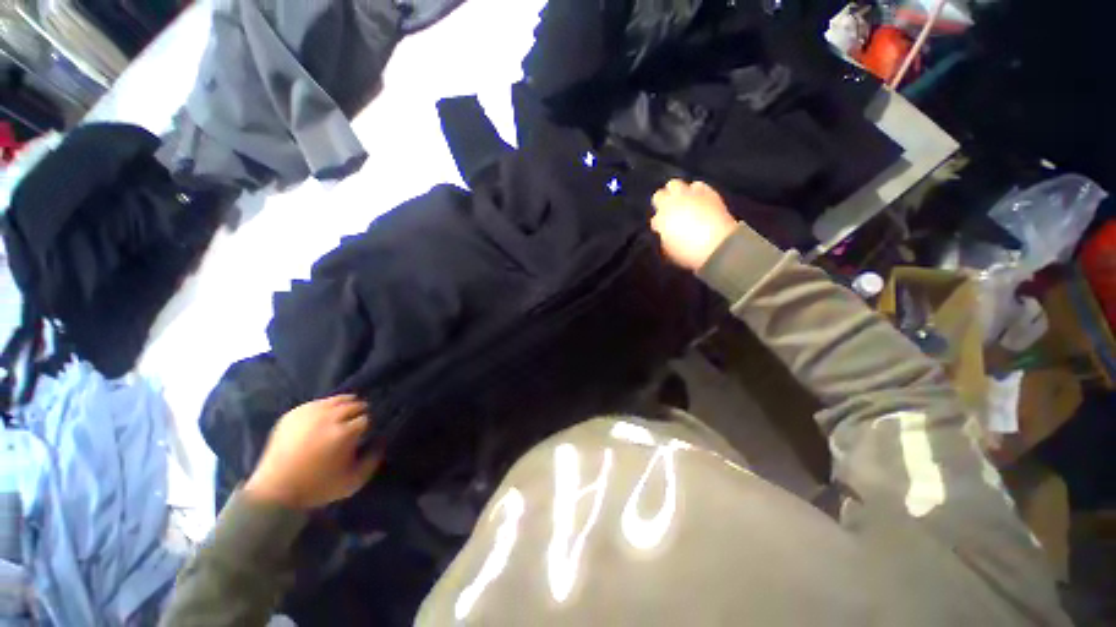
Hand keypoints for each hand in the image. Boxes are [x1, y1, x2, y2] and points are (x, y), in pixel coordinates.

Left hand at [245, 395, 380, 509]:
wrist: (274, 492)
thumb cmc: (317, 488)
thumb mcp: (353, 482)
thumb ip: (373, 460)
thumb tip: (382, 441)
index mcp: (344, 433)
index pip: (366, 418)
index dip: (368, 425)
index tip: (366, 432)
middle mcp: (328, 418)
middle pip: (354, 404)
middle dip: (359, 413)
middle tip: (356, 423)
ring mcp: (309, 414)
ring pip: (337, 399)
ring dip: (345, 406)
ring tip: (344, 417)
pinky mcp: (293, 414)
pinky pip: (317, 403)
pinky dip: (326, 407)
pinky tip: (326, 417)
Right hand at [651, 180, 737, 270]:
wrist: (716, 245)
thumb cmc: (688, 252)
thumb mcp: (669, 249)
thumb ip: (664, 236)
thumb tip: (664, 231)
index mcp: (661, 217)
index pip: (655, 213)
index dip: (659, 219)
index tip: (663, 227)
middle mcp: (672, 202)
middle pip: (661, 194)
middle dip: (664, 200)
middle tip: (670, 210)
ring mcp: (690, 194)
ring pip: (676, 184)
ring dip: (678, 193)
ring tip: (684, 202)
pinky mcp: (708, 192)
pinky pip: (698, 186)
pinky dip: (696, 191)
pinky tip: (699, 200)